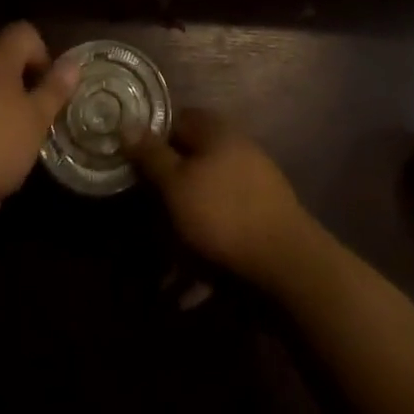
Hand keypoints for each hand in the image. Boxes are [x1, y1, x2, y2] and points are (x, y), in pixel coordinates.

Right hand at [125, 109, 318, 286]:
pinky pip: (222, 233)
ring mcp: (250, 186)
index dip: (152, 140)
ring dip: (181, 235)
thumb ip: (151, 156)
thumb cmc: (222, 214)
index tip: (132, 167)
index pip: (176, 121)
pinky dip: (204, 256)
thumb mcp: (176, 184)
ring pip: (204, 203)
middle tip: (144, 224)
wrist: (286, 264)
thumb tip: (127, 123)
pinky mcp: (259, 223)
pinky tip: (189, 292)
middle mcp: (235, 150)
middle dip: (166, 196)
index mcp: (216, 131)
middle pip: (190, 164)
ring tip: (162, 275)